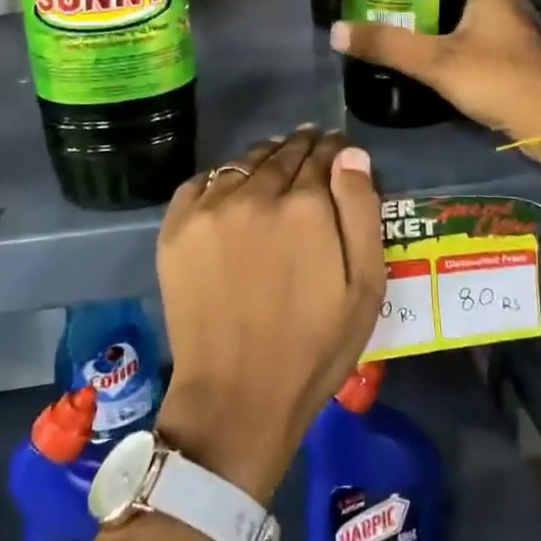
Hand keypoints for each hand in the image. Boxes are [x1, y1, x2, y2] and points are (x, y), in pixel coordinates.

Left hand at [153, 127, 385, 502]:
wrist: (237, 395)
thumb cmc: (314, 346)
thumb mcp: (364, 286)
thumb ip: (361, 211)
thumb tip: (350, 154)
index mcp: (305, 206)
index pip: (322, 156)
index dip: (332, 149)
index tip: (335, 148)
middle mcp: (255, 194)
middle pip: (282, 154)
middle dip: (300, 148)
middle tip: (309, 146)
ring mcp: (209, 209)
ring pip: (243, 163)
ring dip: (263, 159)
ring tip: (273, 164)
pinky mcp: (176, 228)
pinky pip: (201, 182)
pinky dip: (221, 179)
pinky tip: (231, 190)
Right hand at [330, 0, 540, 144]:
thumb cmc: (495, 77)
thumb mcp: (434, 61)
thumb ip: (388, 46)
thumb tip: (337, 30)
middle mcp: (514, 5)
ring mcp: (522, 36)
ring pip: (493, 8)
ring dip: (466, 6)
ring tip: (426, 10)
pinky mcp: (523, 62)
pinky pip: (495, 35)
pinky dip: (475, 34)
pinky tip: (451, 48)